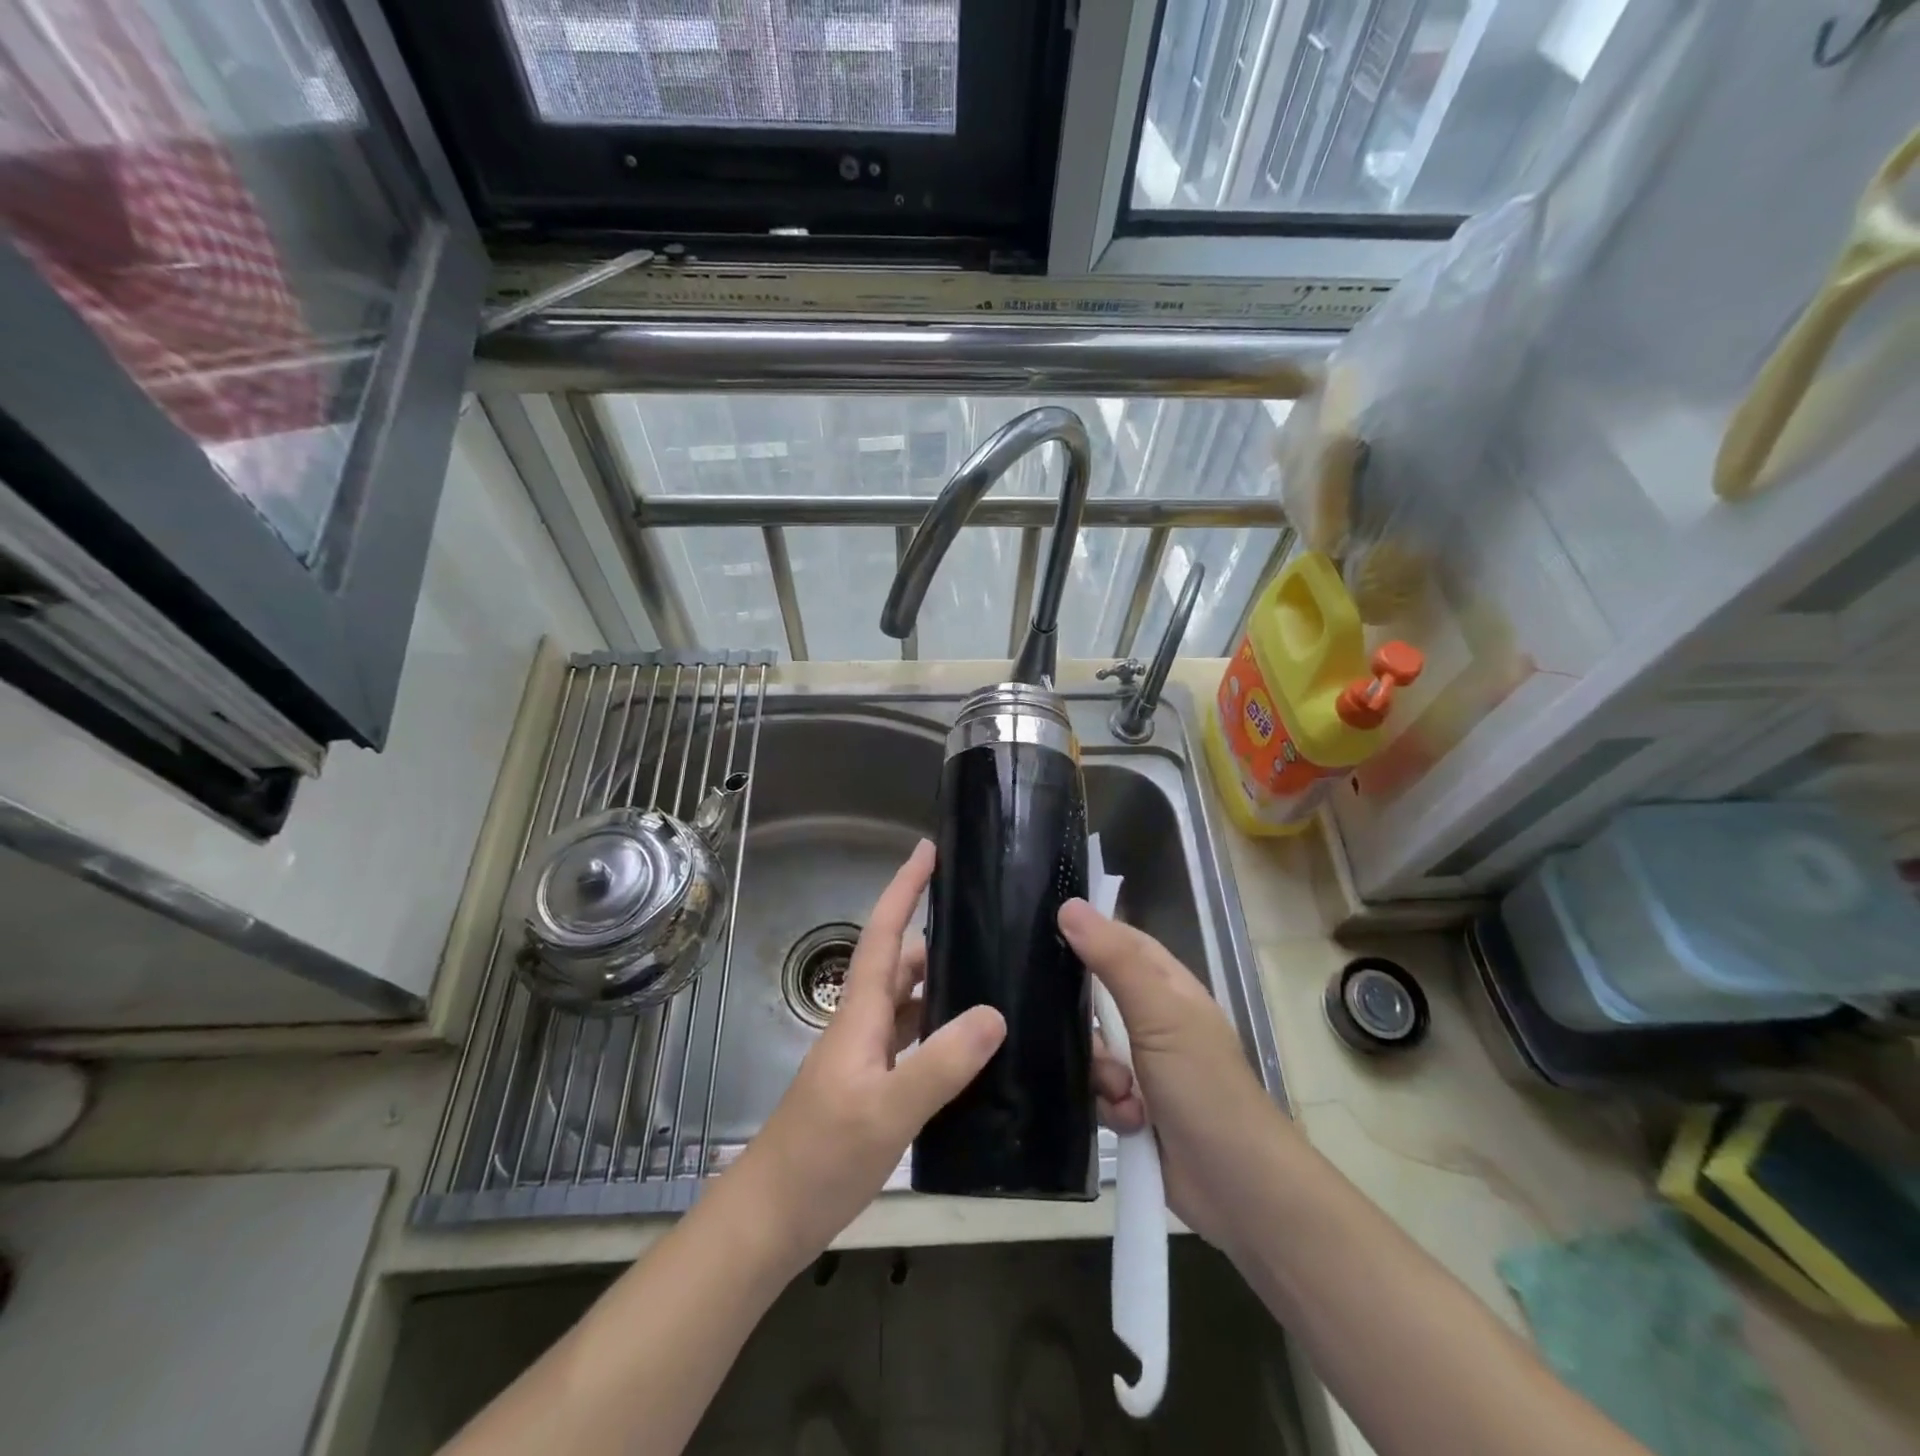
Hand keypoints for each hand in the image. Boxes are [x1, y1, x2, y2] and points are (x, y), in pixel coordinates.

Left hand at [723, 840, 1005, 1275]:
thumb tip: (995, 1013)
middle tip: (989, 926)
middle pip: (901, 964)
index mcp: (859, 1015)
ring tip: (994, 981)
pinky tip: (973, 1050)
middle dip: (938, 936)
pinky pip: (913, 1043)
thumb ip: (940, 1064)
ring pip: (909, 1004)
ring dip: (943, 985)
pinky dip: (941, 1033)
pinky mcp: (873, 1089)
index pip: (885, 936)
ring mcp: (866, 1059)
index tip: (928, 850)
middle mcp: (862, 1026)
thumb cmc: (820, 1158)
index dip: (904, 889)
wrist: (770, 1220)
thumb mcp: (886, 1111)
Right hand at [1063, 898, 1289, 1255]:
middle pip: (1097, 998)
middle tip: (1071, 1030)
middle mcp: (1156, 1020)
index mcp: (1168, 987)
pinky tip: (1127, 1122)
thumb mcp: (1158, 1014)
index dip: (1086, 934)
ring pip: (1093, 1049)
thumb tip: (1069, 904)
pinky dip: (1109, 1106)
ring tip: (1121, 1094)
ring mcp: (1146, 1066)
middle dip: (1084, 1021)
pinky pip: (1098, 1091)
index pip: (1120, 942)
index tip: (1039, 933)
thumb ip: (1113, 960)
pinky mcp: (1135, 1108)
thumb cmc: (1204, 1086)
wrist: (1238, 1188)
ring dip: (1100, 1072)